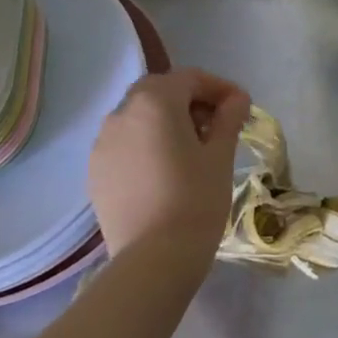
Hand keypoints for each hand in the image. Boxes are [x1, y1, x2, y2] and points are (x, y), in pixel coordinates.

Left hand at [89, 69, 250, 263]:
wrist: (152, 259)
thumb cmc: (195, 200)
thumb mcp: (220, 155)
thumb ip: (228, 119)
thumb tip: (237, 99)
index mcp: (154, 102)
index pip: (190, 78)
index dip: (220, 88)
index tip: (241, 107)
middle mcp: (121, 113)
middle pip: (160, 91)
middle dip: (190, 100)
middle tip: (216, 125)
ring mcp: (102, 142)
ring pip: (138, 116)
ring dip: (166, 120)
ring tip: (191, 148)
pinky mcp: (95, 170)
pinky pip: (124, 143)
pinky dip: (146, 143)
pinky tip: (165, 169)